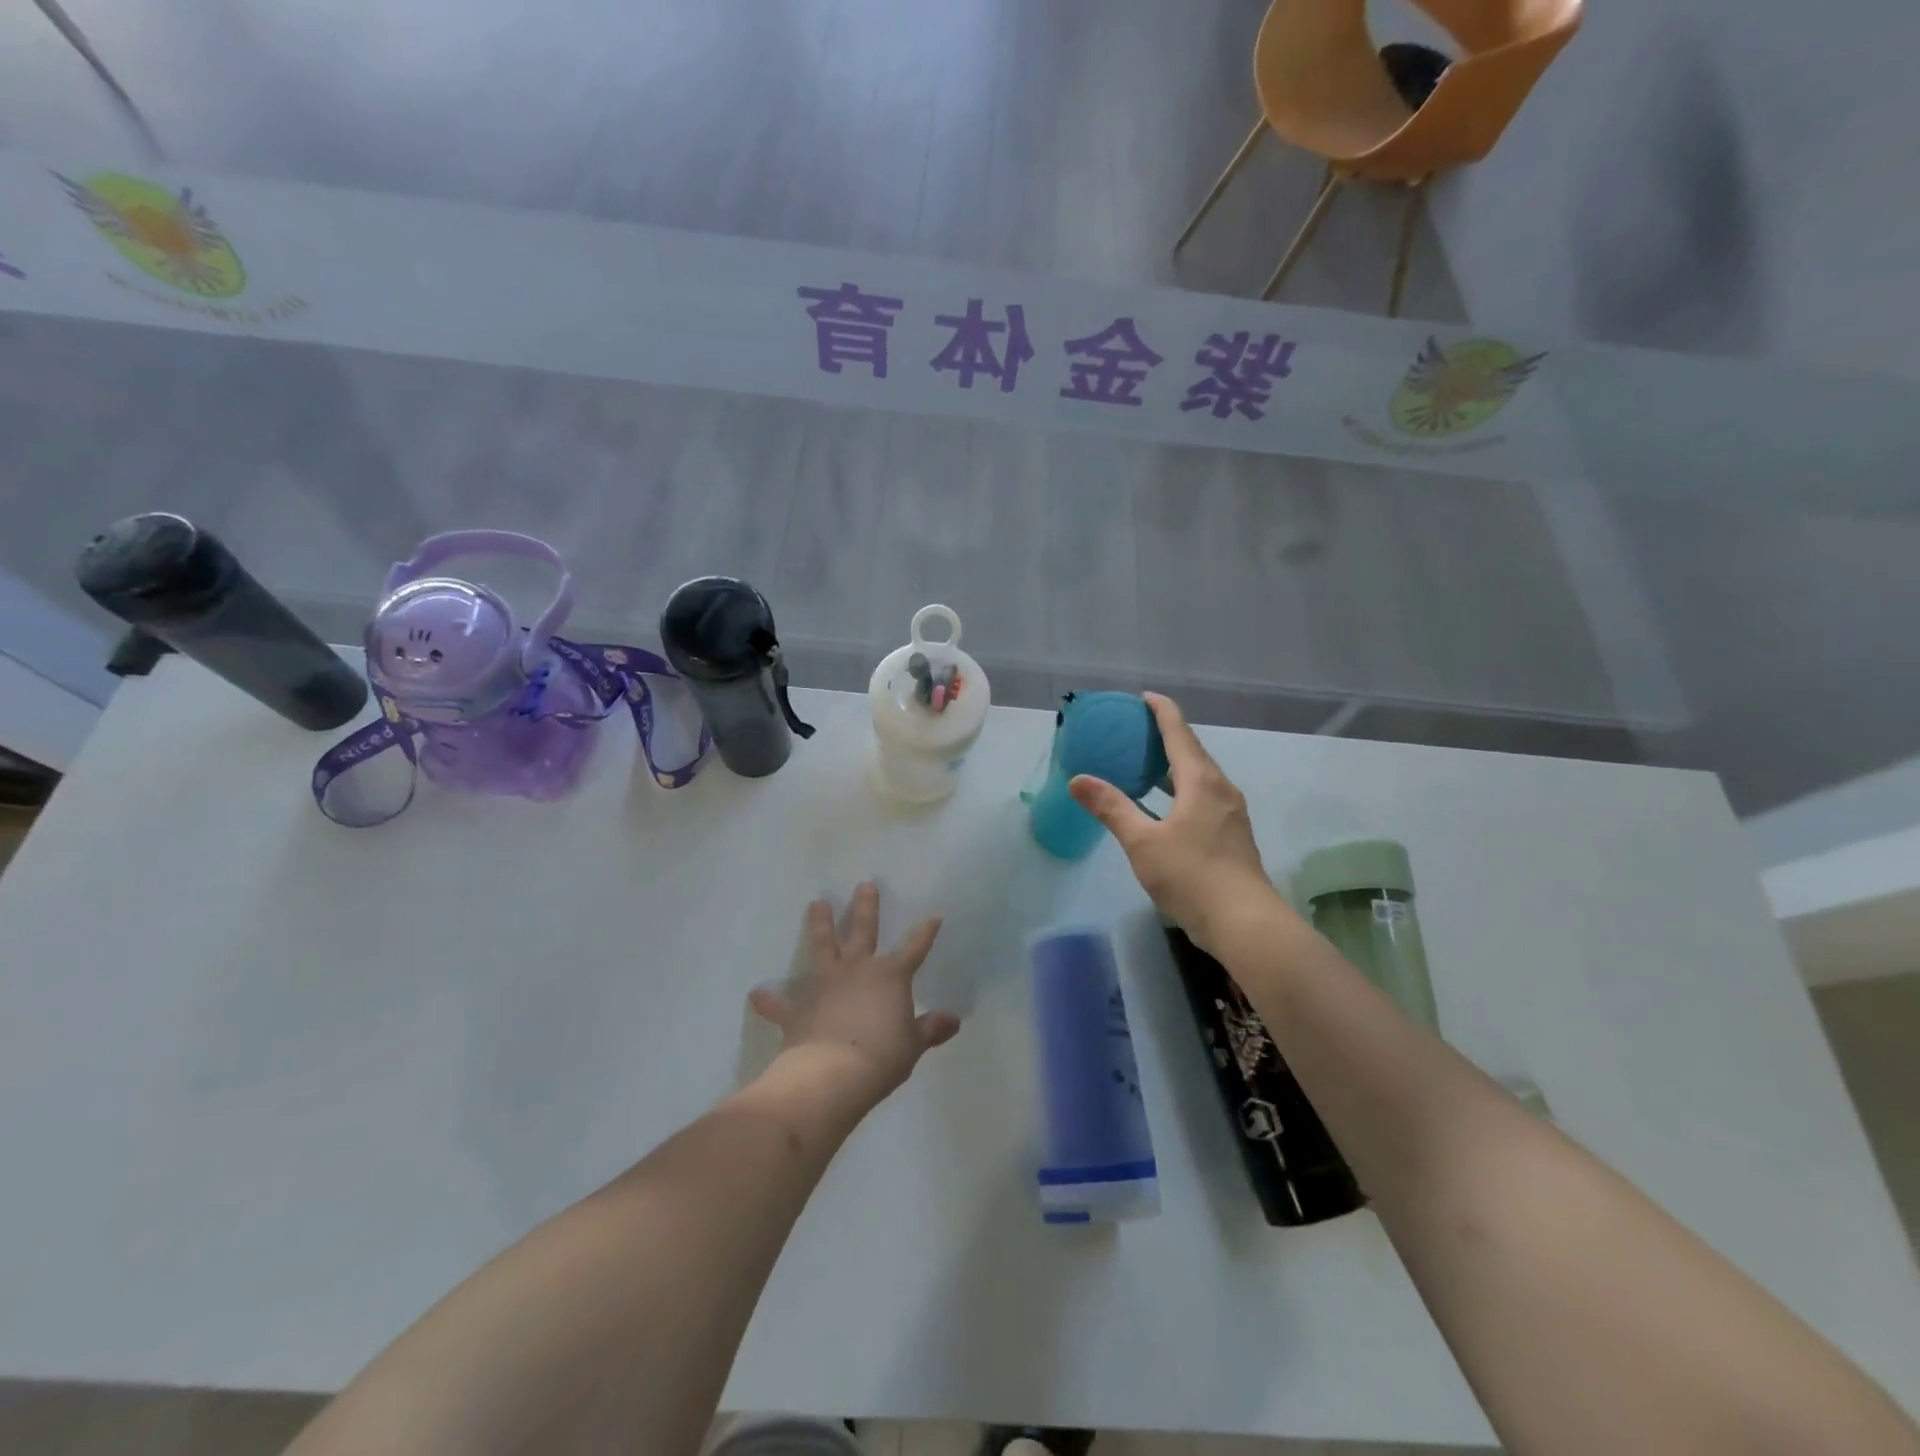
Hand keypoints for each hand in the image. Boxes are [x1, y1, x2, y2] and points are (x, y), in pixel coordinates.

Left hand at [748, 881, 960, 1104]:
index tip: (934, 915)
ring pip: (822, 946)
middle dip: (865, 906)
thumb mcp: (912, 1045)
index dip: (925, 932)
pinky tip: (757, 993)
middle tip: (864, 884)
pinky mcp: (797, 1007)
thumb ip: (931, 1029)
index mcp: (890, 976)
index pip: (914, 948)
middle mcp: (857, 970)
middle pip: (863, 930)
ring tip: (816, 903)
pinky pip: (781, 1002)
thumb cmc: (881, 1058)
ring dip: (820, 925)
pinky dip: (769, 999)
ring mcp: (824, 984)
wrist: (832, 1075)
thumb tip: (953, 1019)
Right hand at [1069, 693, 1283, 950]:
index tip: (1143, 697)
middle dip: (1165, 736)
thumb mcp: (1142, 842)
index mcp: (1201, 781)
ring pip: (1199, 776)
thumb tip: (1078, 779)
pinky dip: (1180, 788)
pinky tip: (1163, 805)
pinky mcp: (1231, 834)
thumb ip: (1111, 808)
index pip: (1179, 732)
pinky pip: (1203, 796)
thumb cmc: (1191, 875)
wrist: (1244, 923)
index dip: (1161, 711)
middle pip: (1192, 751)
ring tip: (1144, 764)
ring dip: (1173, 765)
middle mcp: (1220, 788)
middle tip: (1134, 731)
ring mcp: (1230, 812)